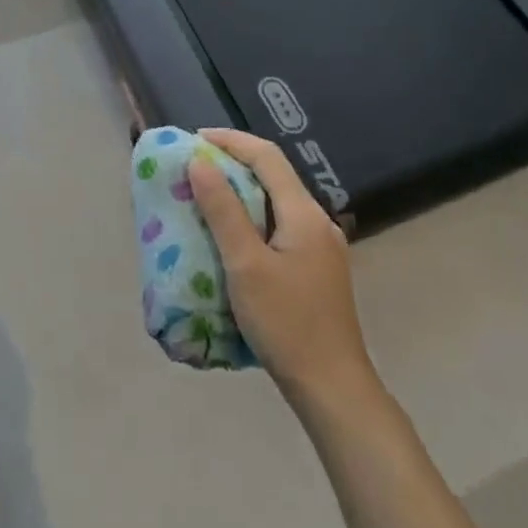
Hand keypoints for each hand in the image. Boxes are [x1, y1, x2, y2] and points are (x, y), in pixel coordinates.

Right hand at [187, 129, 378, 408]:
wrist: (333, 388)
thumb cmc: (286, 323)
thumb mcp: (245, 265)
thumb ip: (223, 210)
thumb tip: (200, 162)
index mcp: (304, 213)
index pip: (267, 156)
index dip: (230, 140)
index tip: (194, 139)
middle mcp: (317, 221)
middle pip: (273, 175)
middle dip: (233, 164)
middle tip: (194, 167)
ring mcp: (320, 246)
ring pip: (276, 202)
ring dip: (241, 191)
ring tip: (205, 196)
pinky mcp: (316, 268)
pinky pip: (279, 226)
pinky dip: (251, 218)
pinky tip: (231, 236)